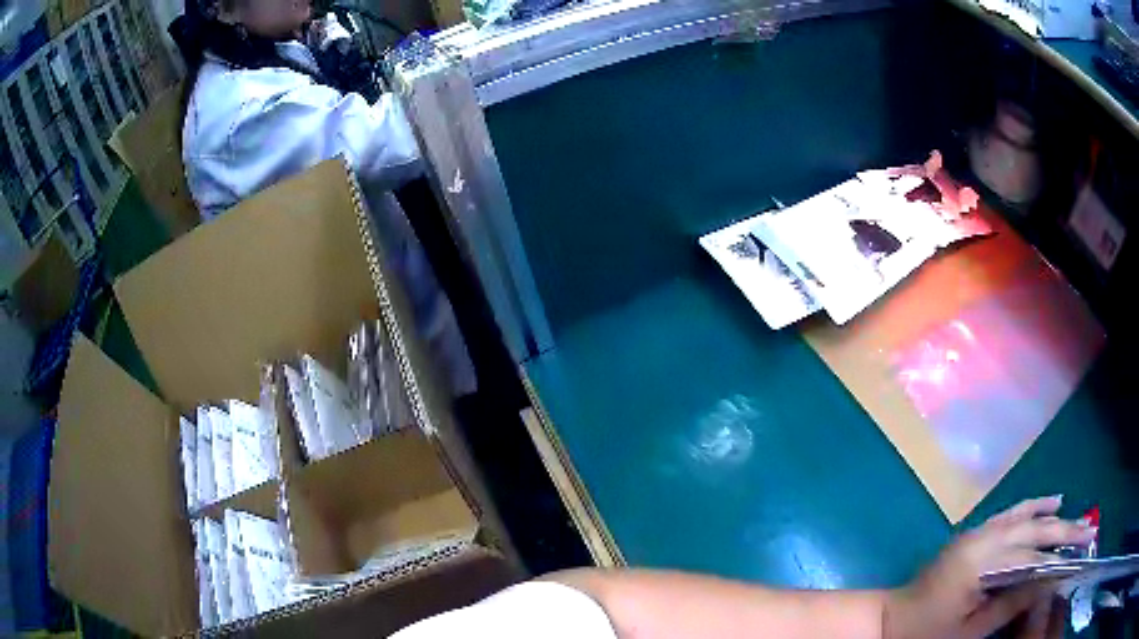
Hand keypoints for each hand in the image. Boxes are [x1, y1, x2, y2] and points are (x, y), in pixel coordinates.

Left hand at [884, 496, 1095, 638]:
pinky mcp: (974, 533)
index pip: (1031, 556)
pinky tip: (1049, 503)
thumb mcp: (968, 630)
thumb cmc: (925, 632)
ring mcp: (978, 531)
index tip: (1080, 551)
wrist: (889, 619)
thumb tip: (1045, 584)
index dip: (1058, 556)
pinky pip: (1011, 514)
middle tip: (1087, 529)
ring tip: (1076, 517)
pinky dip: (1032, 507)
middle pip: (1034, 530)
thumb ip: (1008, 605)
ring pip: (1026, 516)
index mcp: (981, 562)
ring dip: (1054, 516)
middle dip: (1064, 529)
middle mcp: (983, 537)